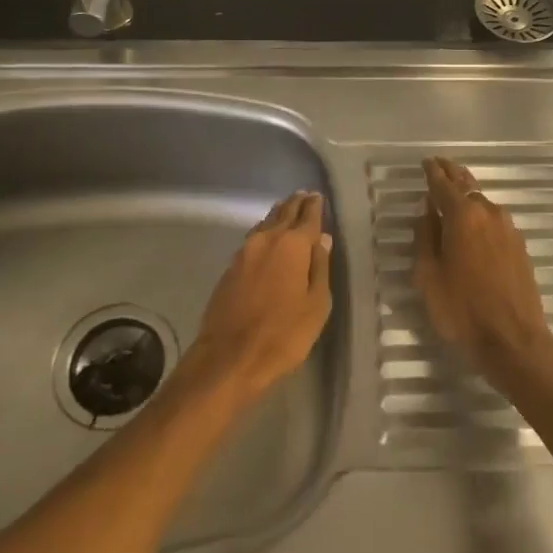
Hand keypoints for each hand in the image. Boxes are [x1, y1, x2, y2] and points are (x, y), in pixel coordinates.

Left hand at [188, 191, 333, 406]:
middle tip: (305, 195)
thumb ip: (320, 267)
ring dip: (278, 215)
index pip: (308, 216)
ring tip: (288, 210)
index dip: (315, 206)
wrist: (229, 357)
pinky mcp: (230, 267)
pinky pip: (253, 238)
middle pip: (283, 213)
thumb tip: (323, 238)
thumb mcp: (316, 304)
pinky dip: (265, 231)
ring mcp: (244, 252)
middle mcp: (266, 239)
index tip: (318, 196)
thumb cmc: (284, 334)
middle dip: (296, 204)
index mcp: (292, 245)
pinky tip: (268, 237)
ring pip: (265, 223)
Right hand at [413, 157, 552, 393]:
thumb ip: (426, 238)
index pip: (443, 184)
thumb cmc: (462, 310)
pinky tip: (474, 223)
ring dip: (467, 194)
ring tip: (454, 193)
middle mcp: (488, 213)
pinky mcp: (520, 246)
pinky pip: (494, 220)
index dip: (432, 172)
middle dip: (452, 173)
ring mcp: (508, 229)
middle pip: (467, 185)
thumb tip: (428, 212)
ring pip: (483, 202)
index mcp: (463, 216)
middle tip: (440, 165)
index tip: (426, 162)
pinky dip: (480, 214)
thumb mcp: (429, 276)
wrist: (514, 341)